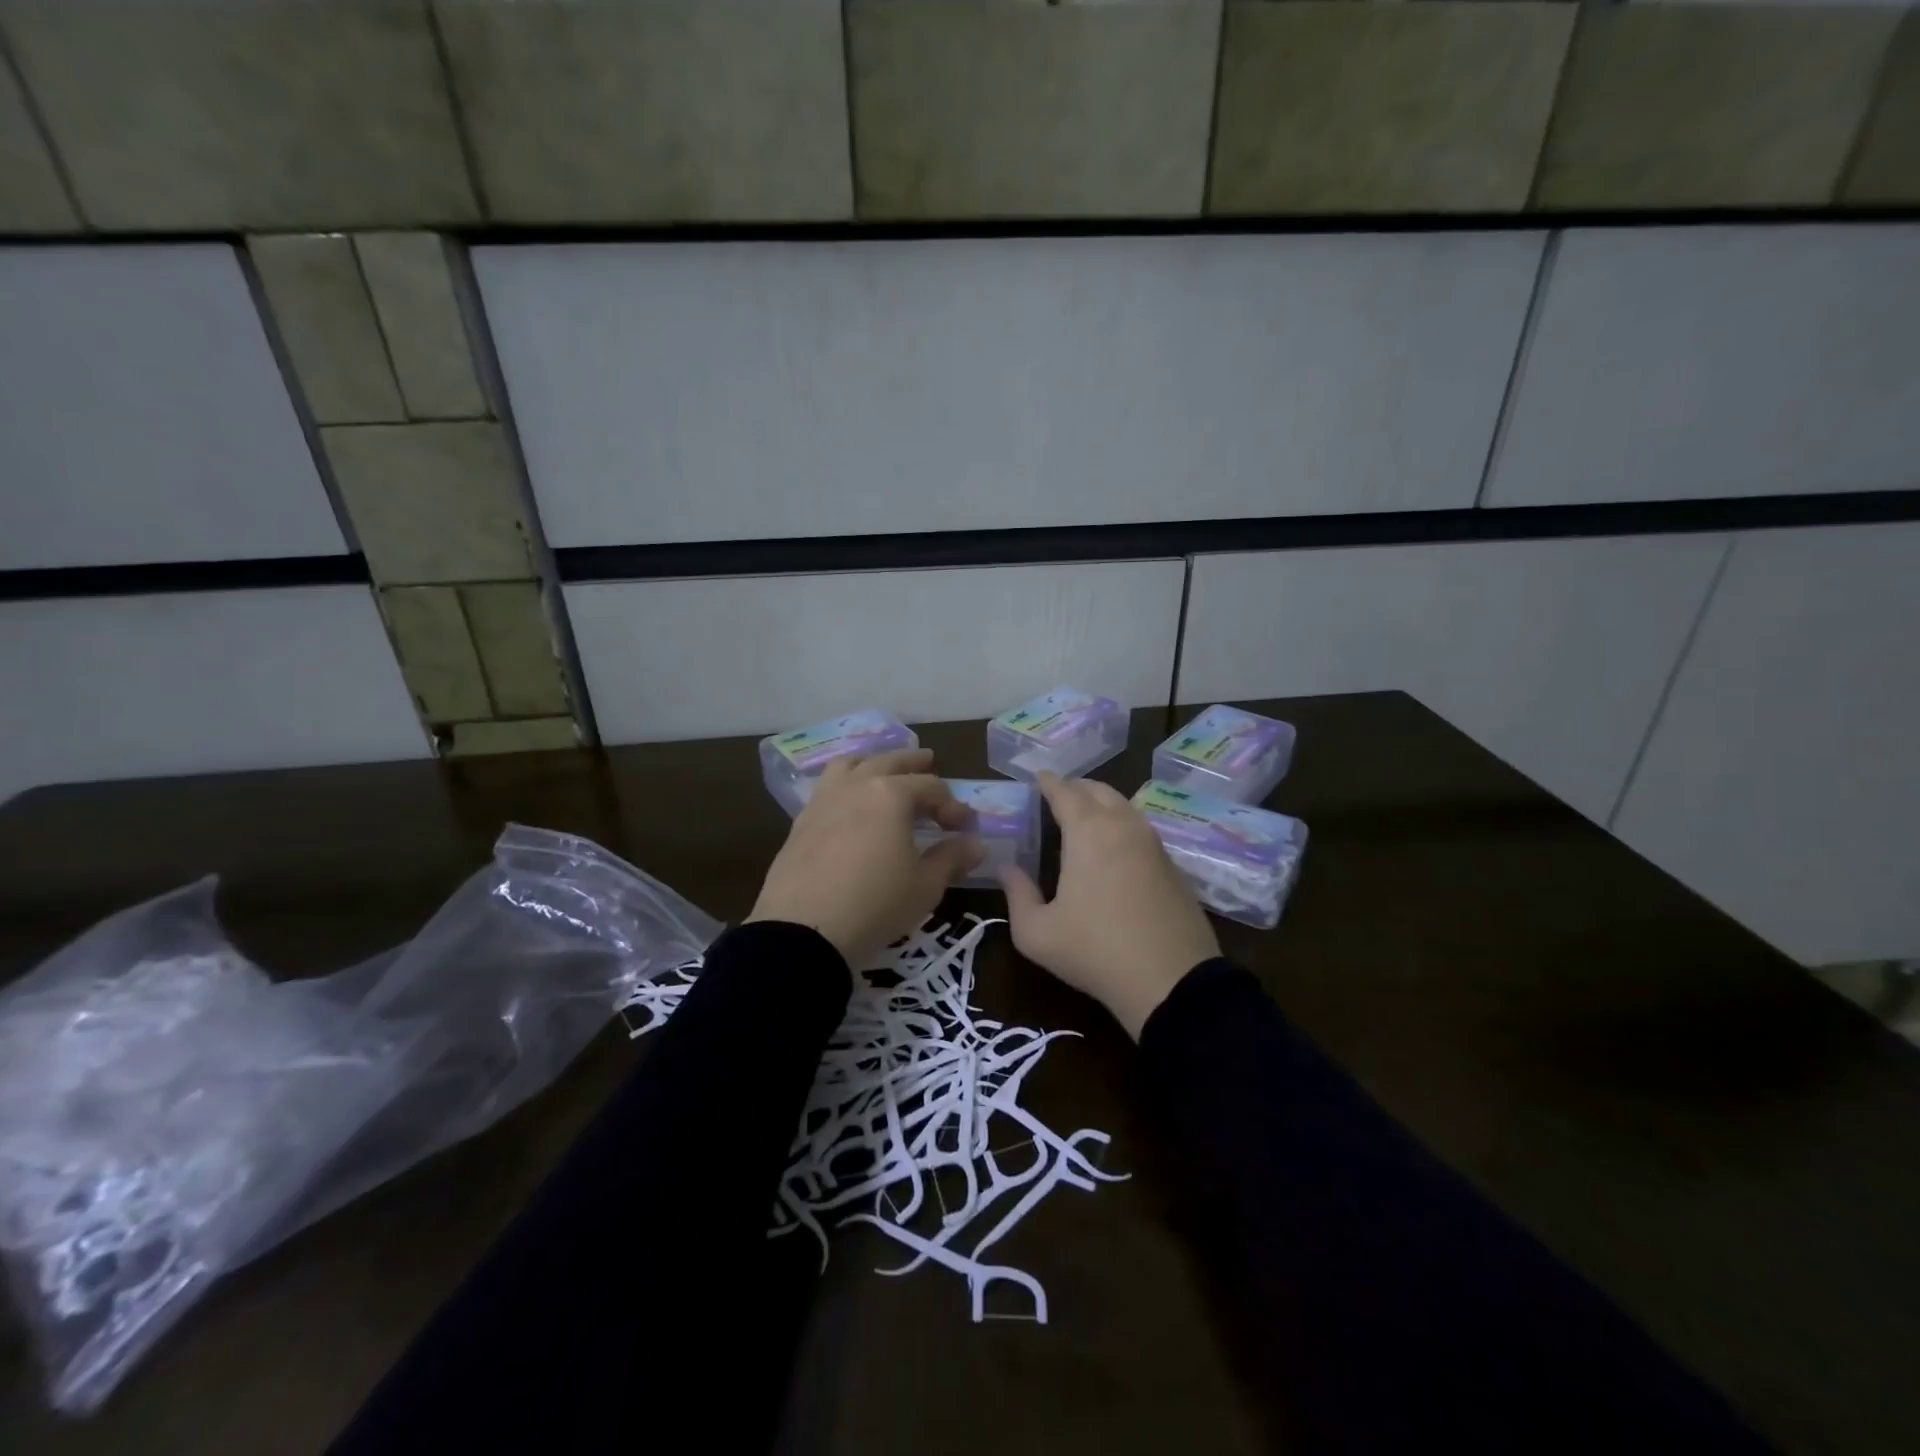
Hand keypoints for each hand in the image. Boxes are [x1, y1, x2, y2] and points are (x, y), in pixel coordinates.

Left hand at [747, 749, 982, 969]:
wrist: (803, 930)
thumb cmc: (875, 904)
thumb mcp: (925, 886)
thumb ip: (951, 859)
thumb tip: (975, 845)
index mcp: (890, 794)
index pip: (930, 787)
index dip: (952, 805)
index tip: (965, 826)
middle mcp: (856, 786)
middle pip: (888, 762)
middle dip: (913, 763)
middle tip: (928, 761)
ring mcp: (823, 801)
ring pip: (850, 765)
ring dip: (872, 763)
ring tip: (882, 770)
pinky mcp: (801, 822)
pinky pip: (828, 788)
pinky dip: (846, 784)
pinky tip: (850, 805)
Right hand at [999, 772, 1219, 1039]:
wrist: (1171, 981)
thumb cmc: (1094, 951)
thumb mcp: (1036, 933)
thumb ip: (1017, 894)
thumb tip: (1007, 868)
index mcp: (1088, 832)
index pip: (1064, 791)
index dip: (1048, 782)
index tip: (1037, 776)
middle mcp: (1123, 826)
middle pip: (1098, 790)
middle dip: (1075, 787)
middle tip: (1057, 795)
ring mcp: (1153, 844)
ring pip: (1124, 806)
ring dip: (1102, 804)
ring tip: (1084, 817)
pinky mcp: (1173, 865)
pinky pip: (1141, 830)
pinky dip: (1122, 825)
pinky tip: (1114, 848)